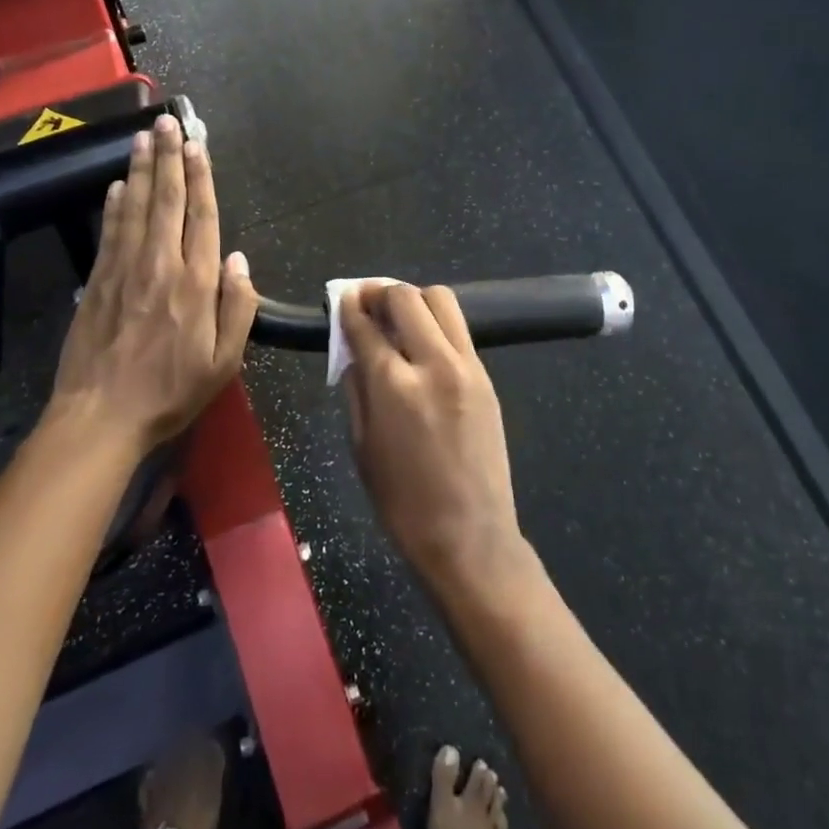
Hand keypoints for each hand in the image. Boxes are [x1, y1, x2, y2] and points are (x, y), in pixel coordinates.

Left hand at [47, 114, 257, 453]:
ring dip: (141, 170)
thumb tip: (240, 260)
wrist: (100, 417)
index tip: (198, 146)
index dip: (201, 178)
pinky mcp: (96, 281)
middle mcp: (160, 265)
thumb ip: (238, 308)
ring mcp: (124, 270)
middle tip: (167, 122)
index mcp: (196, 284)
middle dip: (169, 158)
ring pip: (136, 208)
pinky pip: (109, 232)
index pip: (202, 217)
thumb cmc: (170, 393)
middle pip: (167, 201)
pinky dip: (114, 205)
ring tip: (143, 137)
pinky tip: (117, 186)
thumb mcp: (224, 363)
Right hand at [340, 285, 528, 593]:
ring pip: (442, 300)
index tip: (341, 298)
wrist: (469, 536)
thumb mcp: (361, 447)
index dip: (349, 307)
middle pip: (407, 298)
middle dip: (380, 292)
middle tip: (367, 302)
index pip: (366, 325)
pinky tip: (423, 343)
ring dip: (414, 299)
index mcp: (394, 386)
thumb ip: (355, 389)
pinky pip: (459, 330)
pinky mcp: (486, 376)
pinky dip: (437, 323)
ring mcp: (467, 367)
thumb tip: (353, 352)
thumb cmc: (402, 502)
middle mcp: (433, 364)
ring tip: (398, 317)